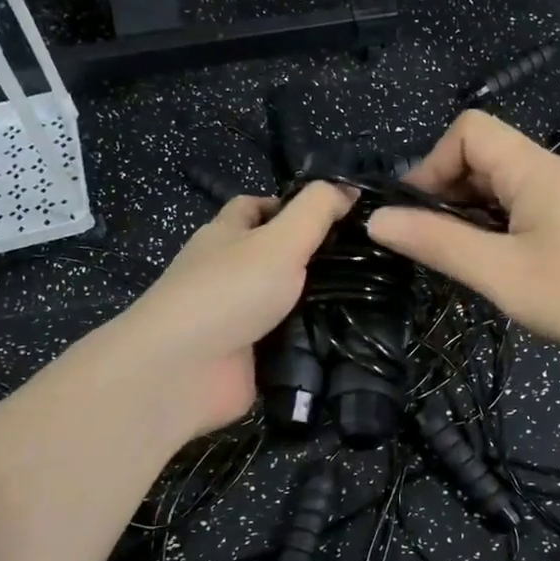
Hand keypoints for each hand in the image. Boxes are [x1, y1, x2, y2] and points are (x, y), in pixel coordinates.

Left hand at [98, 183, 354, 440]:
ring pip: (287, 303)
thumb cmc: (229, 291)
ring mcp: (238, 318)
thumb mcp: (280, 239)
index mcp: (226, 235)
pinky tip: (355, 338)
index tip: (340, 215)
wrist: (183, 371)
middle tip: (370, 260)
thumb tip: (349, 189)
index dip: (293, 205)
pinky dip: (314, 342)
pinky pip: (288, 344)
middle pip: (276, 257)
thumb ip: (316, 211)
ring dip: (322, 303)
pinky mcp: (248, 358)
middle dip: (317, 258)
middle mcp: (229, 273)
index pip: (256, 208)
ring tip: (376, 298)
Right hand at [366, 111, 559, 356]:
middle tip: (440, 248)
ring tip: (472, 263)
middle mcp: (552, 171)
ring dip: (476, 216)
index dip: (433, 163)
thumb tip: (377, 219)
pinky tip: (510, 268)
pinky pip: (530, 208)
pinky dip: (504, 228)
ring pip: (506, 187)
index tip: (420, 215)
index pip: (469, 130)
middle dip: (449, 194)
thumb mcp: (503, 274)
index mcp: (531, 169)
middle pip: (484, 156)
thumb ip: (439, 244)